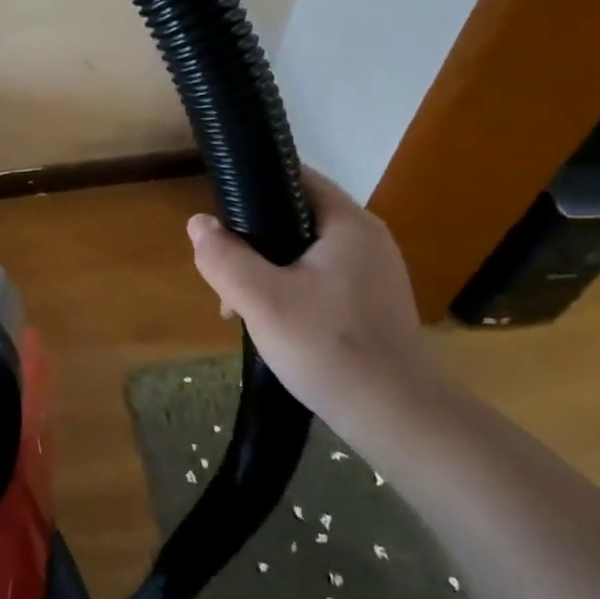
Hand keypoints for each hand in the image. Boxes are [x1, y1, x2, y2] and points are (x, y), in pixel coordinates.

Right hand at [187, 171, 443, 433]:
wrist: (400, 420)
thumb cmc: (330, 349)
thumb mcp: (261, 300)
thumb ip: (224, 257)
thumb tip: (199, 223)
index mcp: (348, 223)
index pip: (294, 178)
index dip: (251, 187)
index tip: (219, 216)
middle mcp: (367, 239)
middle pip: (294, 218)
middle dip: (252, 243)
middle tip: (225, 277)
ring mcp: (373, 273)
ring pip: (303, 253)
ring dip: (266, 271)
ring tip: (240, 307)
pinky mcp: (372, 304)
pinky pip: (319, 280)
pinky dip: (289, 291)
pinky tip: (273, 324)